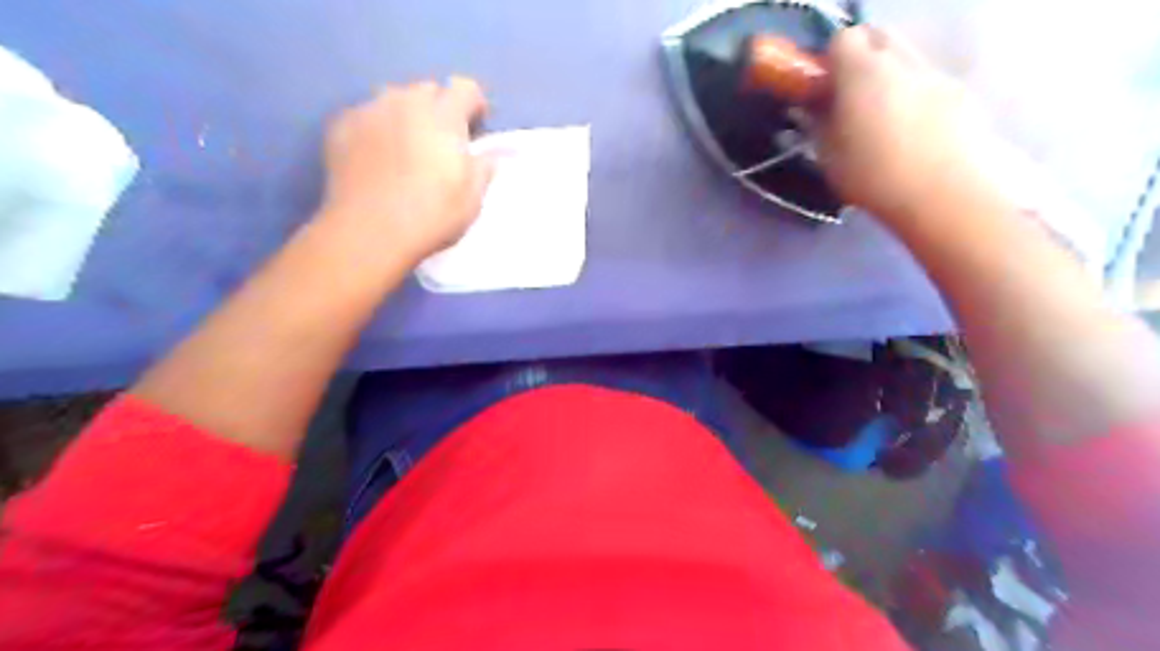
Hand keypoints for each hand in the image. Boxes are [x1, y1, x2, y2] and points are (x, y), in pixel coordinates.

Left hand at [318, 76, 496, 264]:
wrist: (369, 231)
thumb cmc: (432, 215)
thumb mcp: (473, 198)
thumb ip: (484, 168)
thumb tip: (489, 153)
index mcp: (444, 116)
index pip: (465, 88)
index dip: (475, 105)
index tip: (476, 129)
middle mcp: (405, 102)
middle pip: (427, 89)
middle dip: (439, 108)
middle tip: (441, 142)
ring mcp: (369, 111)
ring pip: (393, 99)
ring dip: (406, 115)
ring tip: (406, 147)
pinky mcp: (340, 126)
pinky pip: (365, 116)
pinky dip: (376, 129)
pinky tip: (376, 158)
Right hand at [814, 26, 987, 222]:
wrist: (945, 193)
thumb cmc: (874, 176)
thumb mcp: (829, 156)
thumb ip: (818, 124)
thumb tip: (813, 108)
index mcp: (863, 72)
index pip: (843, 38)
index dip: (829, 59)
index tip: (822, 86)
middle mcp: (901, 60)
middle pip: (879, 35)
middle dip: (861, 55)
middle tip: (849, 94)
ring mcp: (936, 73)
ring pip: (906, 56)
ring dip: (889, 73)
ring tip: (881, 115)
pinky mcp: (961, 93)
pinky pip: (929, 79)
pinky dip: (914, 92)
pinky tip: (911, 130)